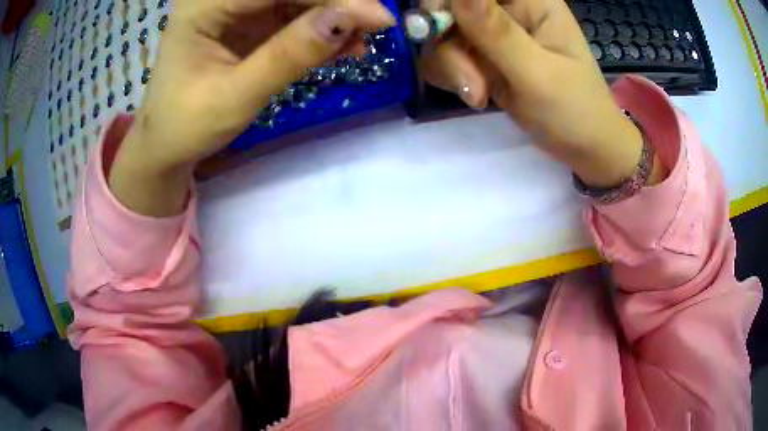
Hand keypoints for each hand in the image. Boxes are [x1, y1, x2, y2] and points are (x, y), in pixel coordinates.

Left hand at [109, 0, 394, 215]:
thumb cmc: (186, 125)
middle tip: (374, 26)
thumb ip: (287, 55)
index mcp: (204, 5)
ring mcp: (237, 8)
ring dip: (333, 14)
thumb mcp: (234, 96)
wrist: (167, 144)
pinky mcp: (250, 22)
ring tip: (359, 42)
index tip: (377, 16)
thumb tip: (347, 19)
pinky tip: (343, 46)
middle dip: (335, 2)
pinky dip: (321, 29)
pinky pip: (294, 15)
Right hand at [421, 0, 658, 187]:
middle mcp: (506, 9)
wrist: (582, 147)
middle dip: (447, 41)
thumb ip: (496, 31)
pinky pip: (445, 56)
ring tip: (479, 95)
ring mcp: (491, 33)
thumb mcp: (538, 72)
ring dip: (451, 66)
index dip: (448, 0)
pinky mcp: (482, 56)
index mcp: (529, 0)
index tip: (437, 28)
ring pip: (442, 33)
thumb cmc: (574, 109)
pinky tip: (477, 97)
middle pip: (450, 7)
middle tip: (466, 78)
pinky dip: (451, 77)